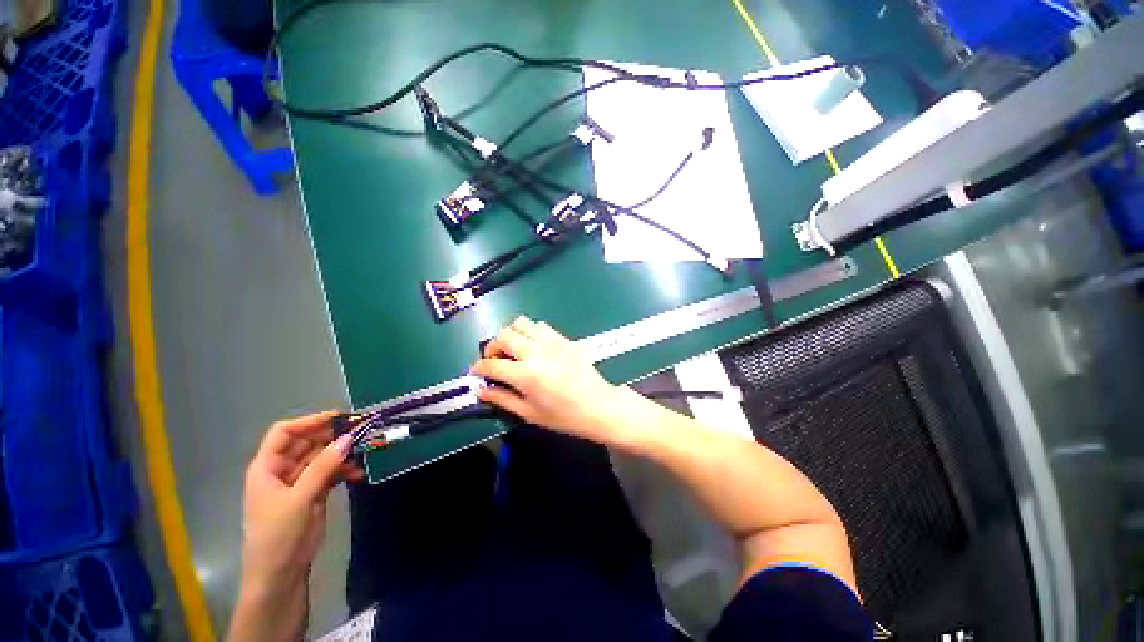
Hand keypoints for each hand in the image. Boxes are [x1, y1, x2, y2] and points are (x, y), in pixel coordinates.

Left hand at [230, 412, 362, 640]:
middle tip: (361, 433)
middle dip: (333, 437)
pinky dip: (345, 470)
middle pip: (308, 442)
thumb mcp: (299, 499)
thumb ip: (323, 467)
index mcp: (267, 467)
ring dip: (342, 454)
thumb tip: (349, 438)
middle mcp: (282, 469)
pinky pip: (331, 472)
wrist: (281, 574)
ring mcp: (299, 481)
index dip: (309, 422)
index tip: (339, 418)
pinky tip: (358, 473)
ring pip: (323, 457)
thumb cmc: (278, 534)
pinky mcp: (314, 492)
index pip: (284, 433)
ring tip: (364, 453)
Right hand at [471, 317, 632, 445]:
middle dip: (491, 347)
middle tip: (494, 360)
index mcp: (526, 374)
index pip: (491, 364)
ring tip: (513, 350)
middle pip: (503, 336)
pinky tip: (533, 346)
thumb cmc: (565, 416)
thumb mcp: (530, 413)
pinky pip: (540, 325)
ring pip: (521, 323)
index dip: (478, 368)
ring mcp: (551, 341)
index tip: (475, 372)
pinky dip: (530, 332)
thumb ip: (503, 399)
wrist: (599, 405)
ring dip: (511, 334)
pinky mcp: (563, 338)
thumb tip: (481, 391)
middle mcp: (536, 352)